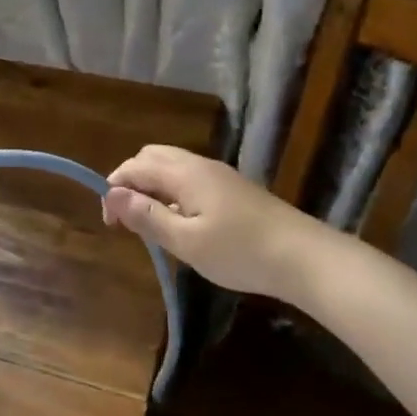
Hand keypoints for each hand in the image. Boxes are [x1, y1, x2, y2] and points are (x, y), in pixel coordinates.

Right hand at [103, 145, 305, 297]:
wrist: (305, 257)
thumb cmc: (240, 252)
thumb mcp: (186, 242)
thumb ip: (147, 217)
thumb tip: (112, 195)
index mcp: (184, 173)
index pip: (134, 167)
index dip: (114, 189)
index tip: (111, 224)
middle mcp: (199, 165)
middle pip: (151, 157)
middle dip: (131, 182)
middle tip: (127, 220)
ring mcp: (219, 175)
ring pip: (171, 166)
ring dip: (151, 187)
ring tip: (150, 223)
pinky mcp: (233, 188)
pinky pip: (189, 178)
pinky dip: (171, 191)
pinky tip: (181, 222)